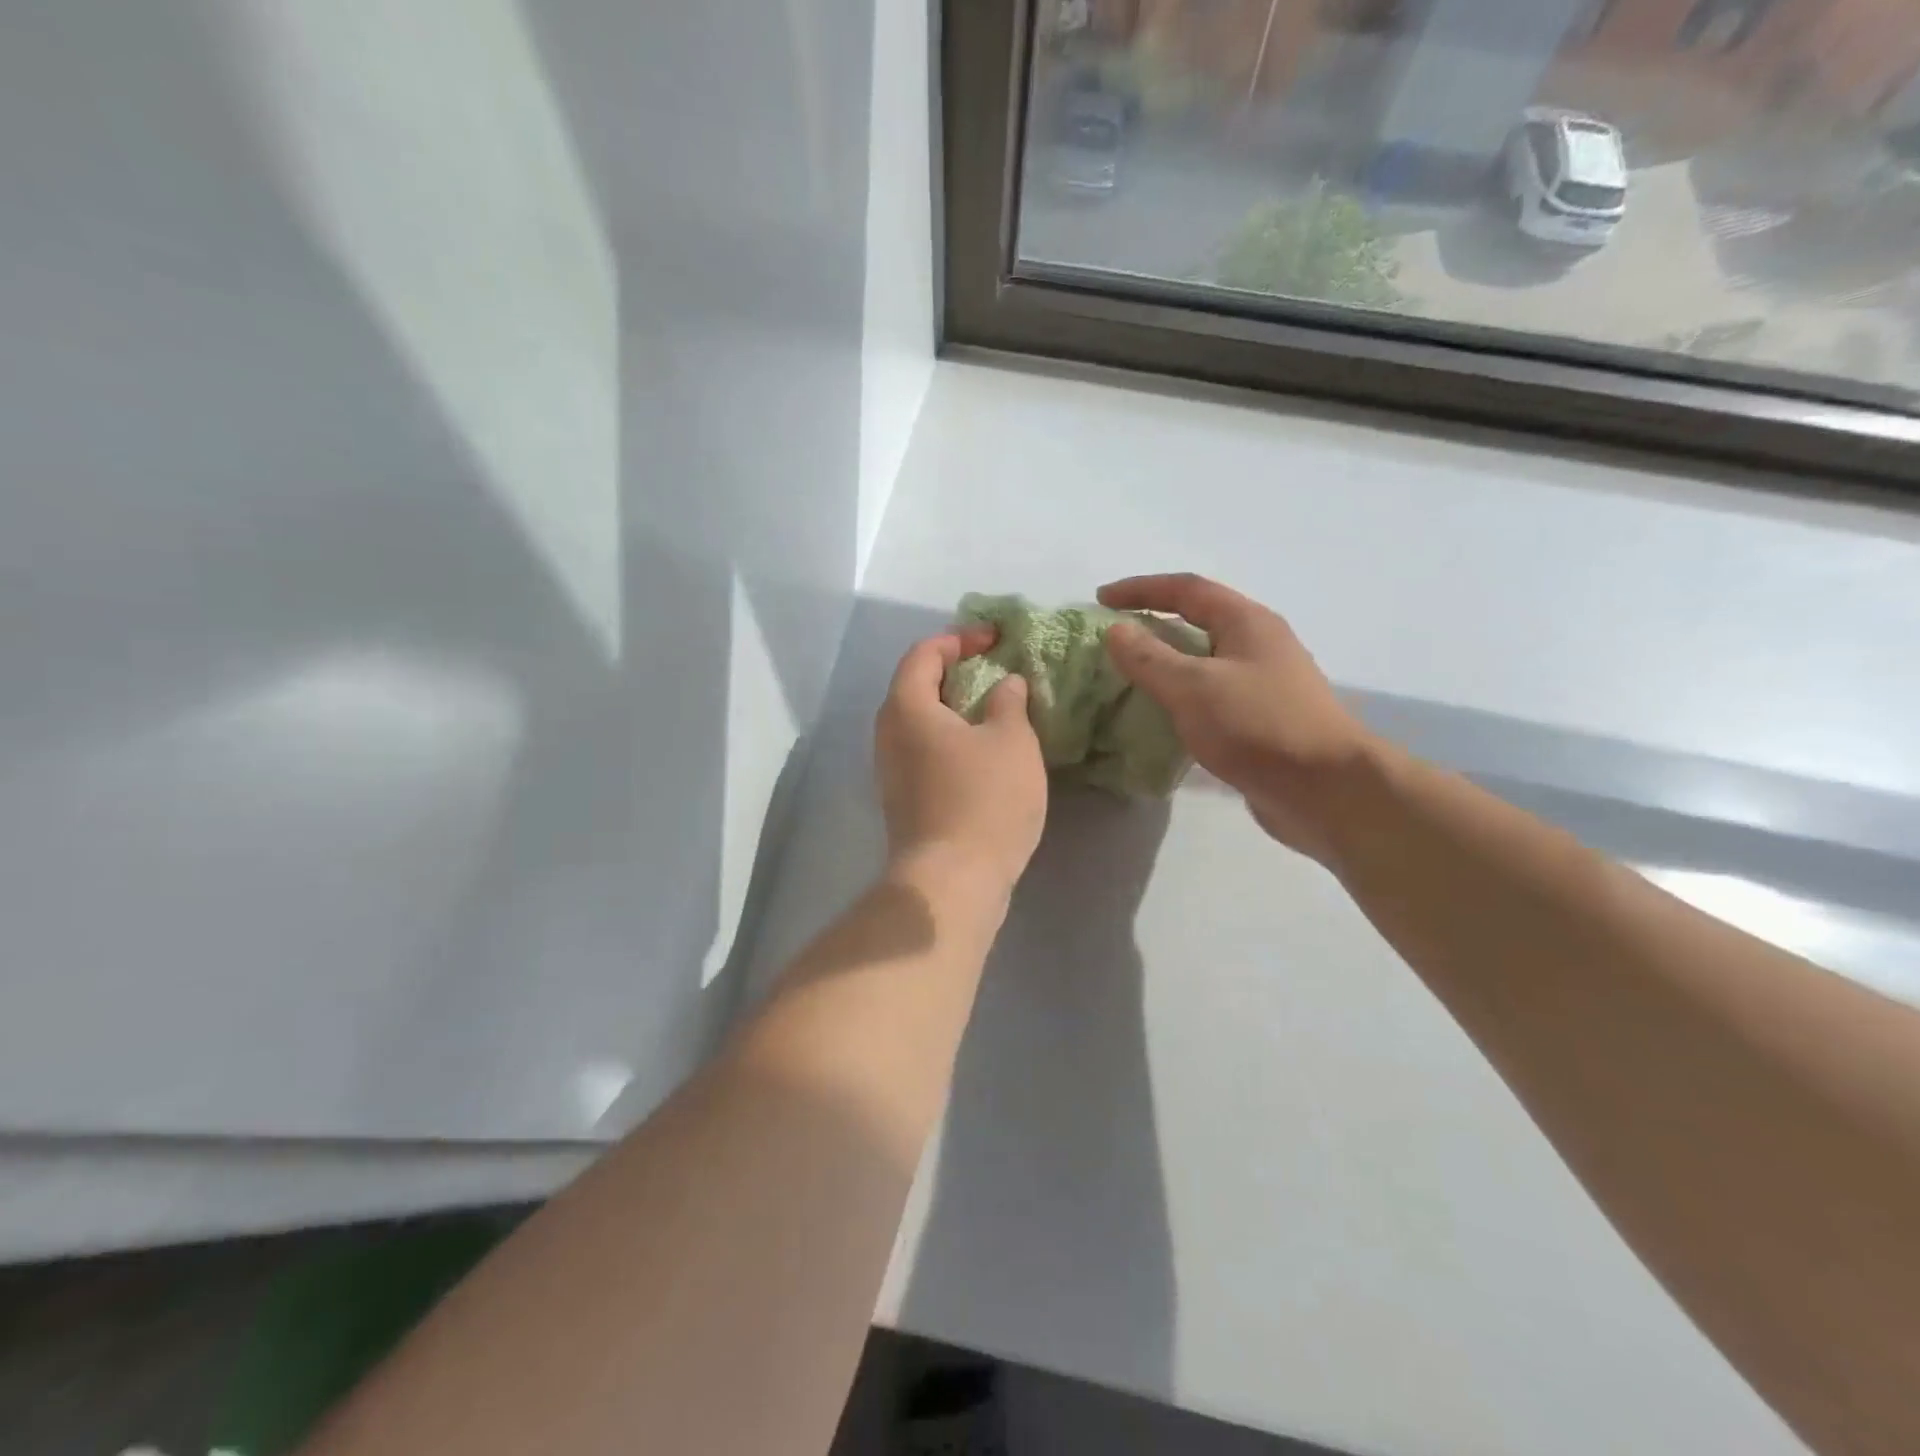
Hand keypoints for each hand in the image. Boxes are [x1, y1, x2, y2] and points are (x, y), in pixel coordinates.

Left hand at [874, 628, 1047, 900]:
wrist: (952, 882)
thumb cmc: (984, 800)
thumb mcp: (1011, 741)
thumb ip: (1008, 702)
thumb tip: (1005, 683)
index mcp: (907, 708)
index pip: (924, 654)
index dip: (959, 639)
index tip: (996, 640)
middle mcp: (888, 734)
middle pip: (916, 686)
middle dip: (956, 672)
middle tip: (996, 671)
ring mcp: (891, 771)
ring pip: (921, 723)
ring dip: (956, 709)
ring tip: (996, 710)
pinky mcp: (903, 800)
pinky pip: (925, 752)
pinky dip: (952, 739)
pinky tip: (984, 752)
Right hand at [1099, 574, 1377, 862]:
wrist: (1325, 790)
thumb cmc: (1258, 727)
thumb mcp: (1193, 687)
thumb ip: (1149, 658)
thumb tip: (1116, 631)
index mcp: (1246, 622)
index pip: (1186, 589)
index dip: (1140, 589)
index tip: (1100, 599)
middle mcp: (1259, 643)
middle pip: (1199, 619)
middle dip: (1153, 622)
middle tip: (1113, 637)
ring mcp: (1264, 682)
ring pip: (1205, 659)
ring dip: (1167, 661)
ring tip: (1129, 674)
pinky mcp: (1262, 718)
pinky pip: (1211, 693)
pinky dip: (1182, 695)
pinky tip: (1163, 715)